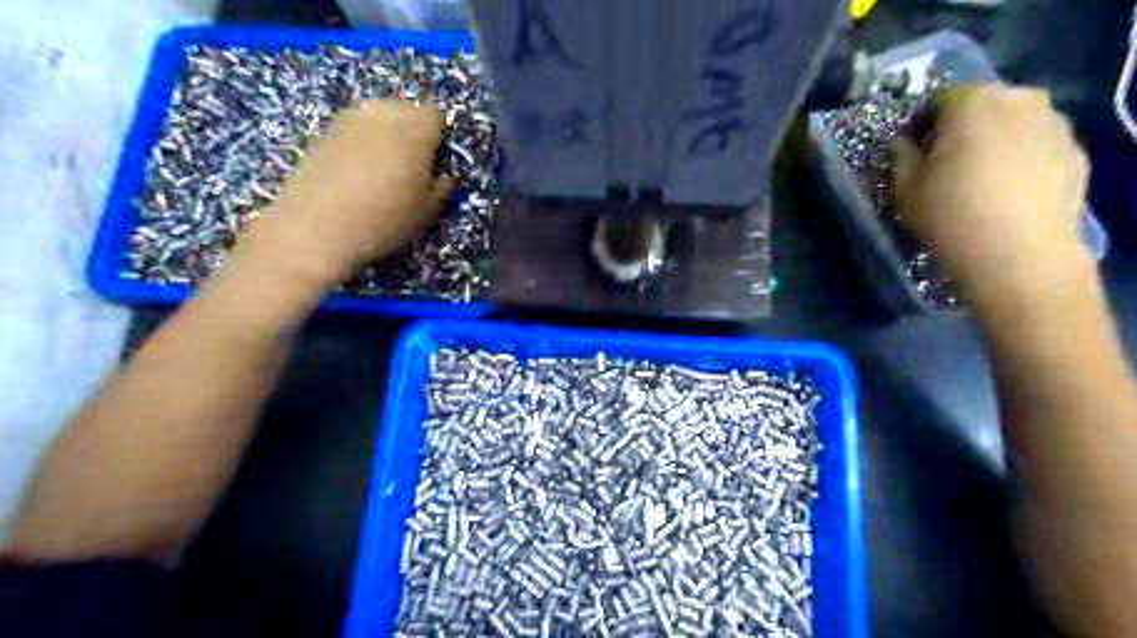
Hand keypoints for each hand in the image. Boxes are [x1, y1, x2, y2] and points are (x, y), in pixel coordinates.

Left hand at [252, 101, 454, 281]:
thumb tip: (445, 176)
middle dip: (413, 132)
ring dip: (385, 137)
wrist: (316, 227)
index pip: (437, 116)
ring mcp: (349, 118)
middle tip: (414, 168)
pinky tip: (357, 176)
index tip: (437, 164)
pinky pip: (354, 131)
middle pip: (406, 110)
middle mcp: (383, 111)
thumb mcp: (428, 212)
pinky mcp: (323, 131)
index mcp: (416, 127)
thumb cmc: (385, 219)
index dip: (439, 138)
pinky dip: (360, 146)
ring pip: (377, 118)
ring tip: (384, 171)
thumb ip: (442, 187)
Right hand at [892, 85, 1086, 299]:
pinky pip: (1038, 143)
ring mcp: (1054, 124)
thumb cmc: (949, 216)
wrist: (1018, 254)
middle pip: (984, 101)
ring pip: (1015, 120)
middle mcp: (1019, 100)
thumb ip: (900, 157)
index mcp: (972, 104)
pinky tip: (1008, 189)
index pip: (941, 96)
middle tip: (947, 160)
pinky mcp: (1076, 151)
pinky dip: (1022, 156)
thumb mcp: (904, 190)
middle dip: (963, 124)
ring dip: (996, 137)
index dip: (924, 120)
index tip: (916, 147)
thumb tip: (904, 143)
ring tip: (980, 175)